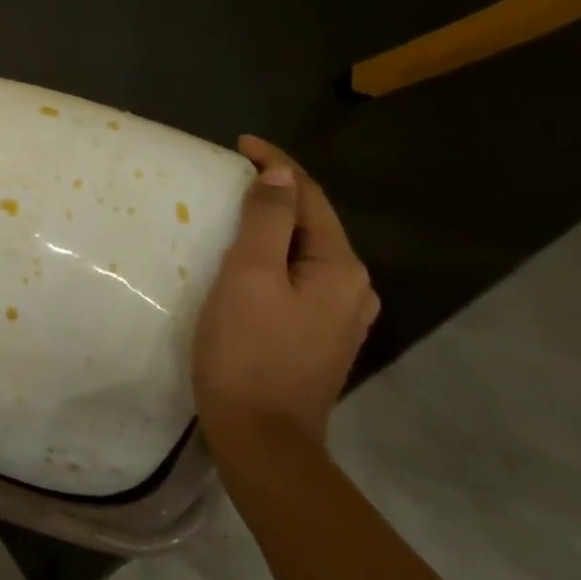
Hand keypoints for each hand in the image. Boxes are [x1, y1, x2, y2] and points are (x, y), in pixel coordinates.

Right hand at [192, 136, 378, 454]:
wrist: (262, 437)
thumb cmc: (247, 351)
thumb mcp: (250, 276)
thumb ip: (268, 221)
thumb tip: (279, 173)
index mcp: (340, 268)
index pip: (310, 196)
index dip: (276, 164)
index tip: (238, 143)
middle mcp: (352, 288)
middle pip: (312, 222)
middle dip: (275, 192)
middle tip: (228, 176)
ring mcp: (339, 316)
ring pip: (305, 252)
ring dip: (274, 225)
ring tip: (234, 213)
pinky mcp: (318, 336)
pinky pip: (298, 278)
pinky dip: (274, 256)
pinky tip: (248, 263)